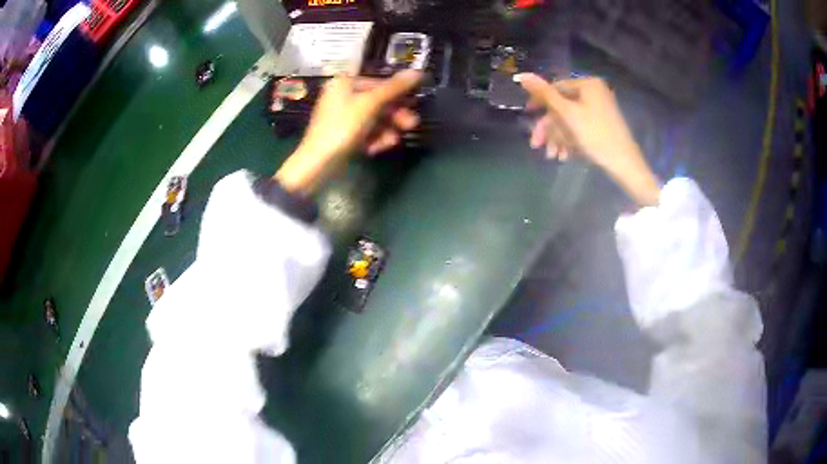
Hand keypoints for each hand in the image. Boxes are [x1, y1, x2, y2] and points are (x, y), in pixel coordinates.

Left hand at [275, 70, 422, 194]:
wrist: (318, 163)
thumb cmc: (343, 126)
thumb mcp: (371, 104)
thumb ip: (394, 88)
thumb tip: (418, 72)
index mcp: (344, 83)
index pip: (378, 83)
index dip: (398, 92)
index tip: (415, 103)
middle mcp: (342, 96)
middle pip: (377, 102)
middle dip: (394, 115)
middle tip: (411, 124)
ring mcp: (342, 117)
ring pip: (373, 119)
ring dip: (387, 129)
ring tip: (393, 141)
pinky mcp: (343, 134)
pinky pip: (365, 131)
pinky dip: (374, 138)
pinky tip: (378, 148)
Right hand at [517, 73, 660, 206]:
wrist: (624, 164)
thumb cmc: (595, 135)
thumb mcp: (567, 113)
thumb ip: (544, 93)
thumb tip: (521, 75)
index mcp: (588, 84)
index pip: (556, 87)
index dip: (540, 101)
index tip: (528, 115)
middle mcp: (595, 92)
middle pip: (563, 106)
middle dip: (549, 128)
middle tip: (536, 145)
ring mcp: (600, 109)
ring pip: (570, 120)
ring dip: (558, 138)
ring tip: (552, 156)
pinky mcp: (602, 125)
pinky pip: (581, 127)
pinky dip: (571, 140)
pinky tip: (565, 156)